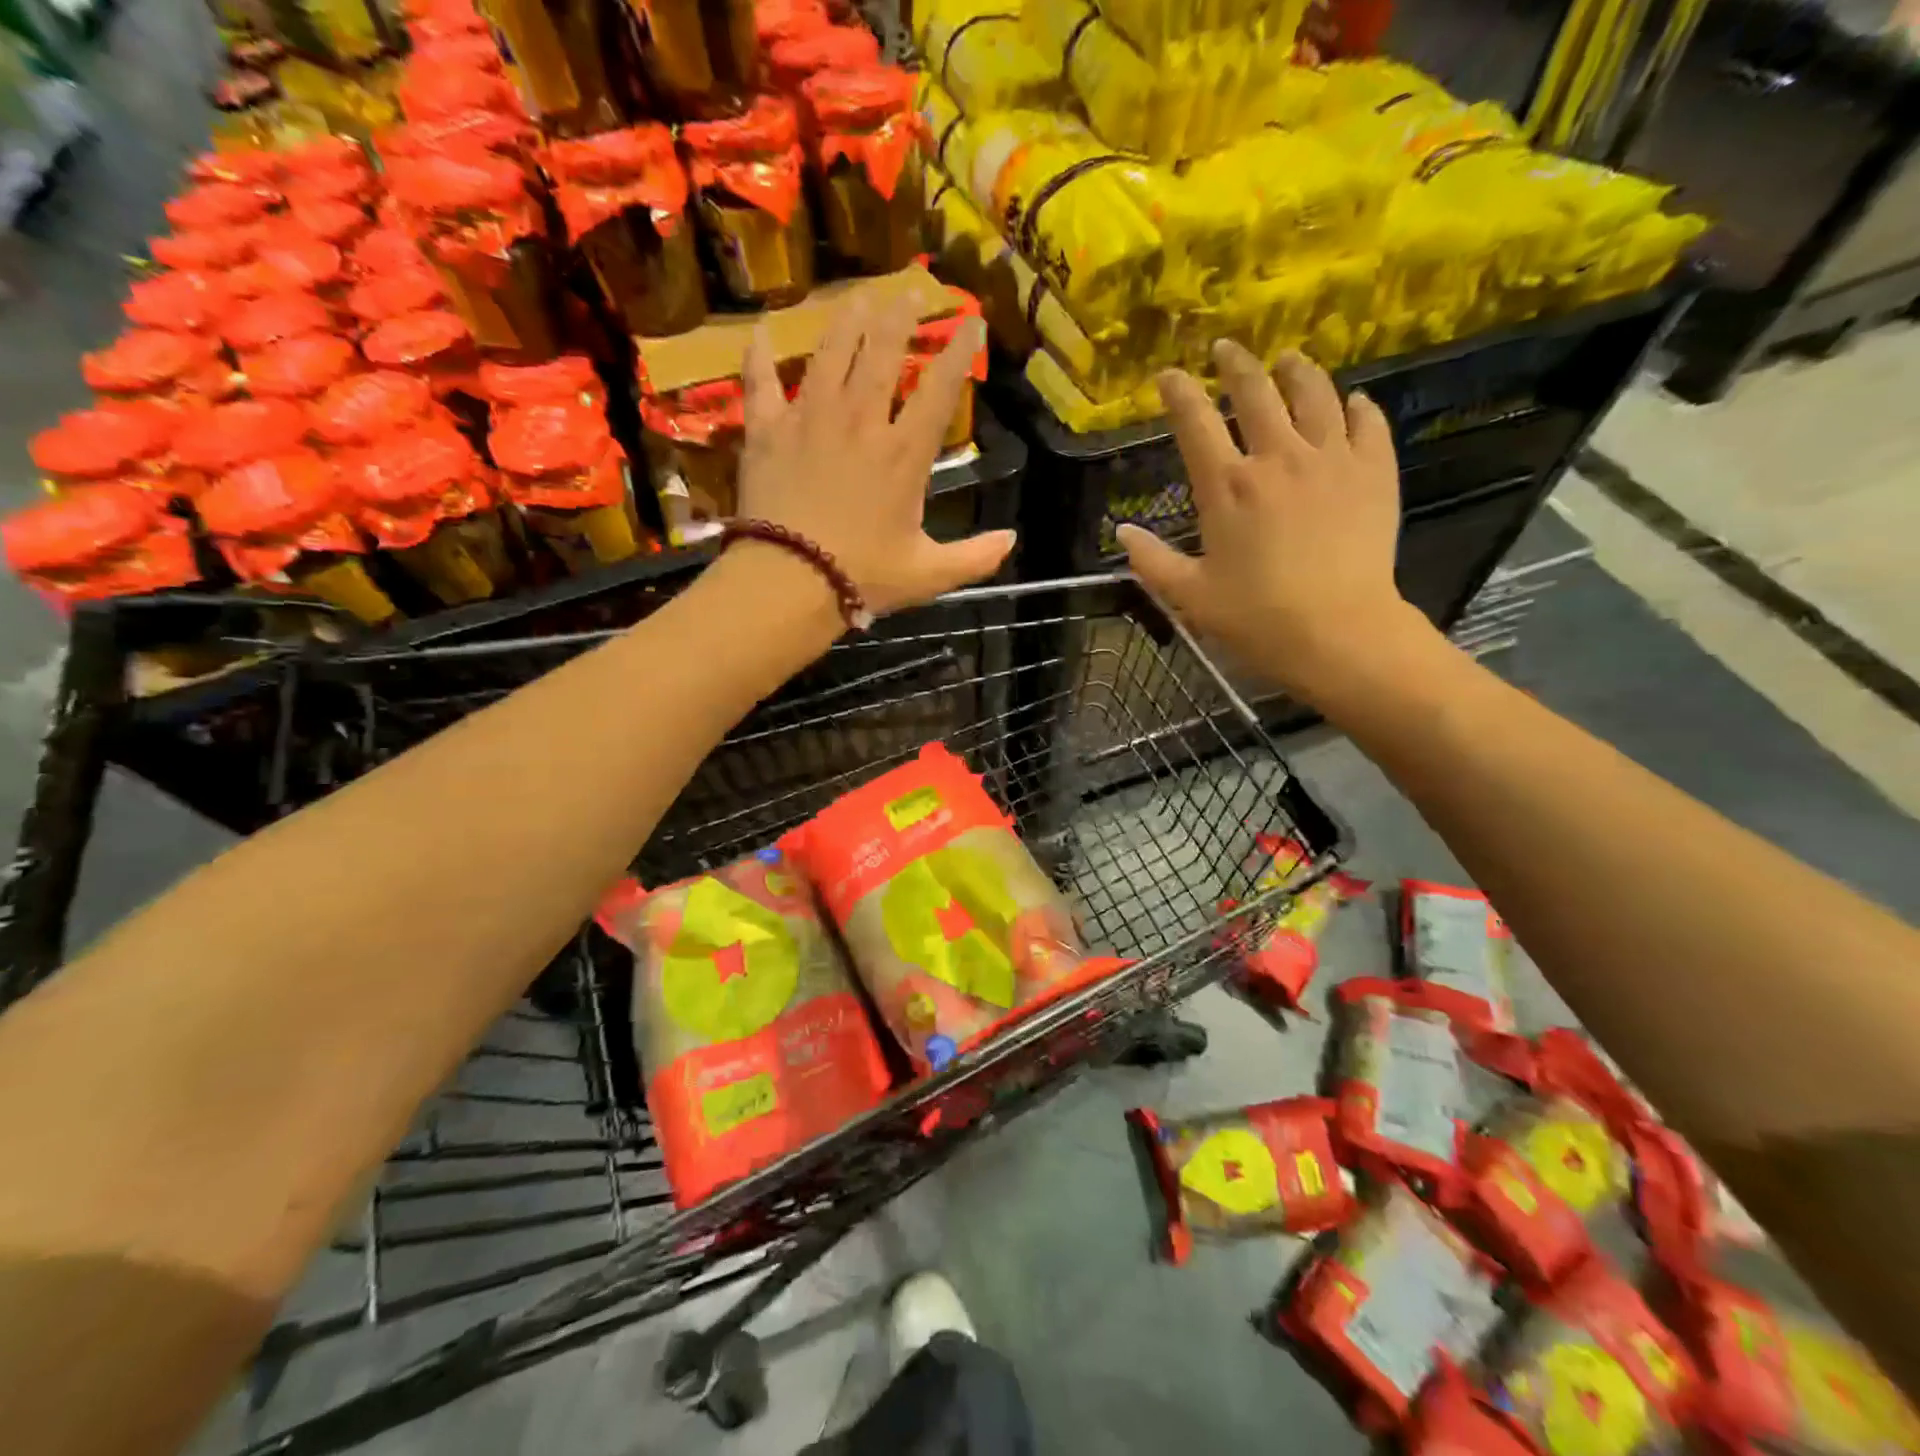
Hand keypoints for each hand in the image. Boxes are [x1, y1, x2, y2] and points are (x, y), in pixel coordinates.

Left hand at [733, 287, 1013, 618]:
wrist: (789, 582)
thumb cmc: (862, 578)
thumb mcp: (928, 575)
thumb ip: (974, 557)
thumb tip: (1013, 540)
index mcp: (904, 453)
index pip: (938, 388)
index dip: (959, 350)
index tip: (972, 319)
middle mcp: (860, 421)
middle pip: (882, 352)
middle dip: (901, 315)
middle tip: (912, 288)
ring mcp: (810, 419)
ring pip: (830, 352)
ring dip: (847, 319)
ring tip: (859, 296)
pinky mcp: (768, 430)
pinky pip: (761, 381)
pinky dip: (759, 354)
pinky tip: (760, 329)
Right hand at [1119, 342, 1438, 706]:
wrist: (1339, 632)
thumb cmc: (1257, 618)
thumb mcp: (1190, 596)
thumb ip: (1152, 561)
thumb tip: (1122, 531)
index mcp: (1226, 487)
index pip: (1194, 422)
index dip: (1178, 392)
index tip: (1169, 375)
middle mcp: (1277, 457)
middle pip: (1255, 392)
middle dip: (1236, 364)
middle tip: (1226, 348)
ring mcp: (1331, 459)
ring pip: (1315, 394)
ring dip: (1297, 371)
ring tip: (1288, 360)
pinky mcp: (1374, 471)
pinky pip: (1367, 423)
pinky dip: (1357, 407)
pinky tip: (1352, 403)